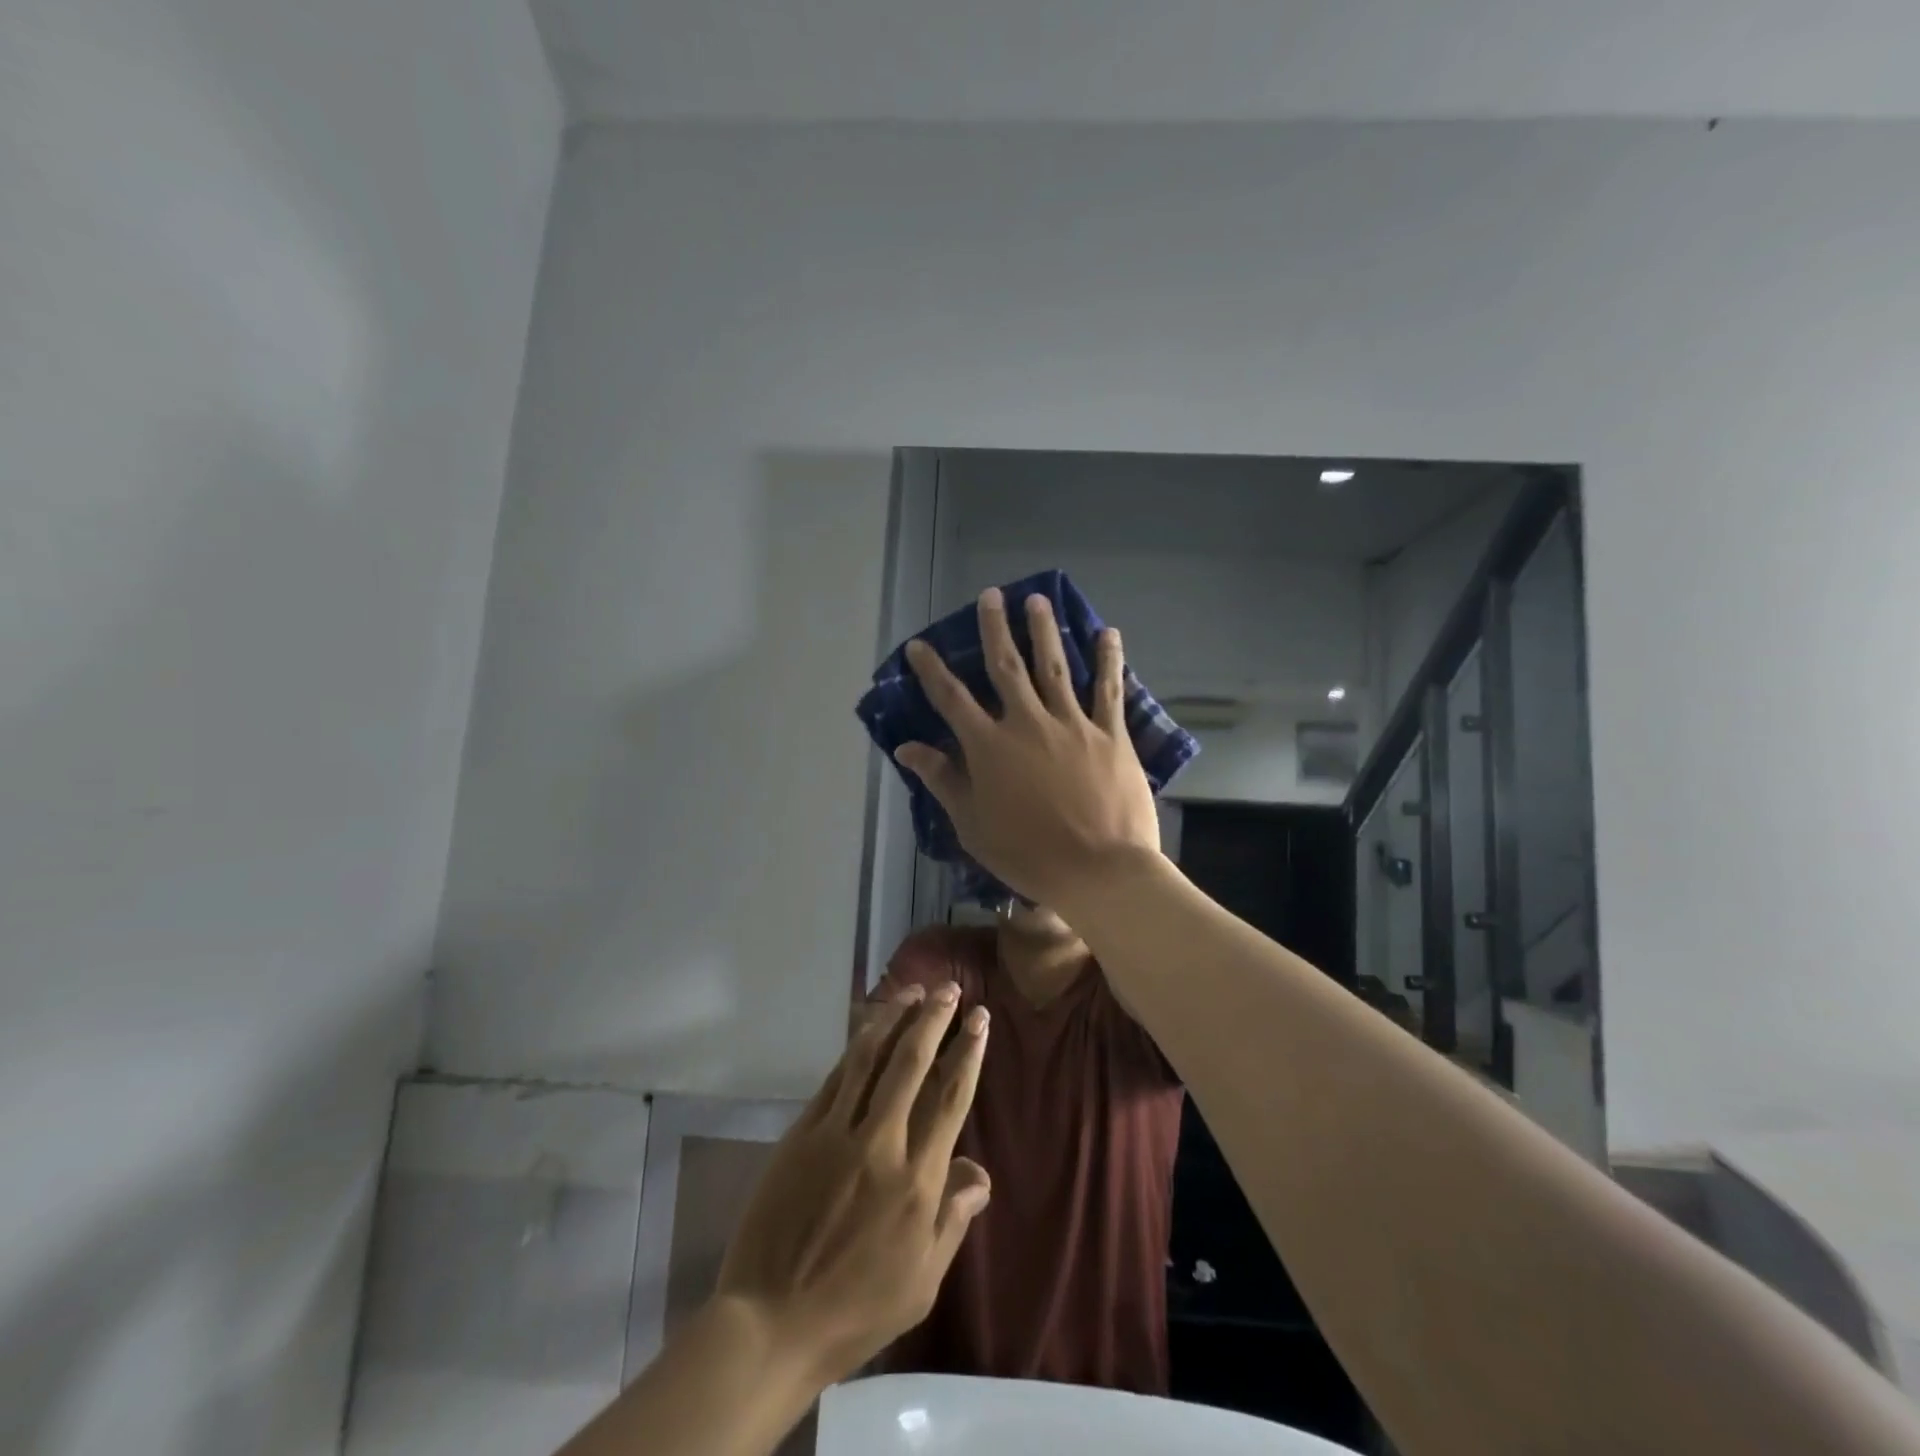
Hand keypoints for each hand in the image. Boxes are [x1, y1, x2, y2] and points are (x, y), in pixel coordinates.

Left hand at [714, 984, 990, 1385]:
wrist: (771, 1323)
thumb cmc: (856, 1311)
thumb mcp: (922, 1282)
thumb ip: (953, 1218)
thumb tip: (980, 1172)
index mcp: (917, 1182)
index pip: (950, 1098)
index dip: (968, 1052)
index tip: (979, 1018)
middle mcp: (881, 1144)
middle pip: (912, 1063)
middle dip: (935, 1019)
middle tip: (950, 988)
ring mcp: (837, 1133)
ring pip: (871, 1058)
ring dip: (895, 1018)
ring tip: (913, 991)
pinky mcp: (803, 1133)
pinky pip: (836, 1078)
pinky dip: (857, 1047)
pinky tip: (870, 1029)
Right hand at [896, 588, 1162, 907]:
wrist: (1099, 870)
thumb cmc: (1028, 855)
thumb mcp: (972, 825)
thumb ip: (943, 780)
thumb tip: (908, 747)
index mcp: (989, 747)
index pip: (952, 699)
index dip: (932, 670)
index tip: (919, 646)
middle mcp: (1027, 723)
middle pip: (1007, 666)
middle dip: (995, 628)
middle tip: (990, 595)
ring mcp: (1072, 724)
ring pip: (1055, 666)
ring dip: (1044, 630)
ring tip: (1038, 599)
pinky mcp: (1110, 734)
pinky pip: (1109, 690)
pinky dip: (1108, 660)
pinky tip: (1107, 633)